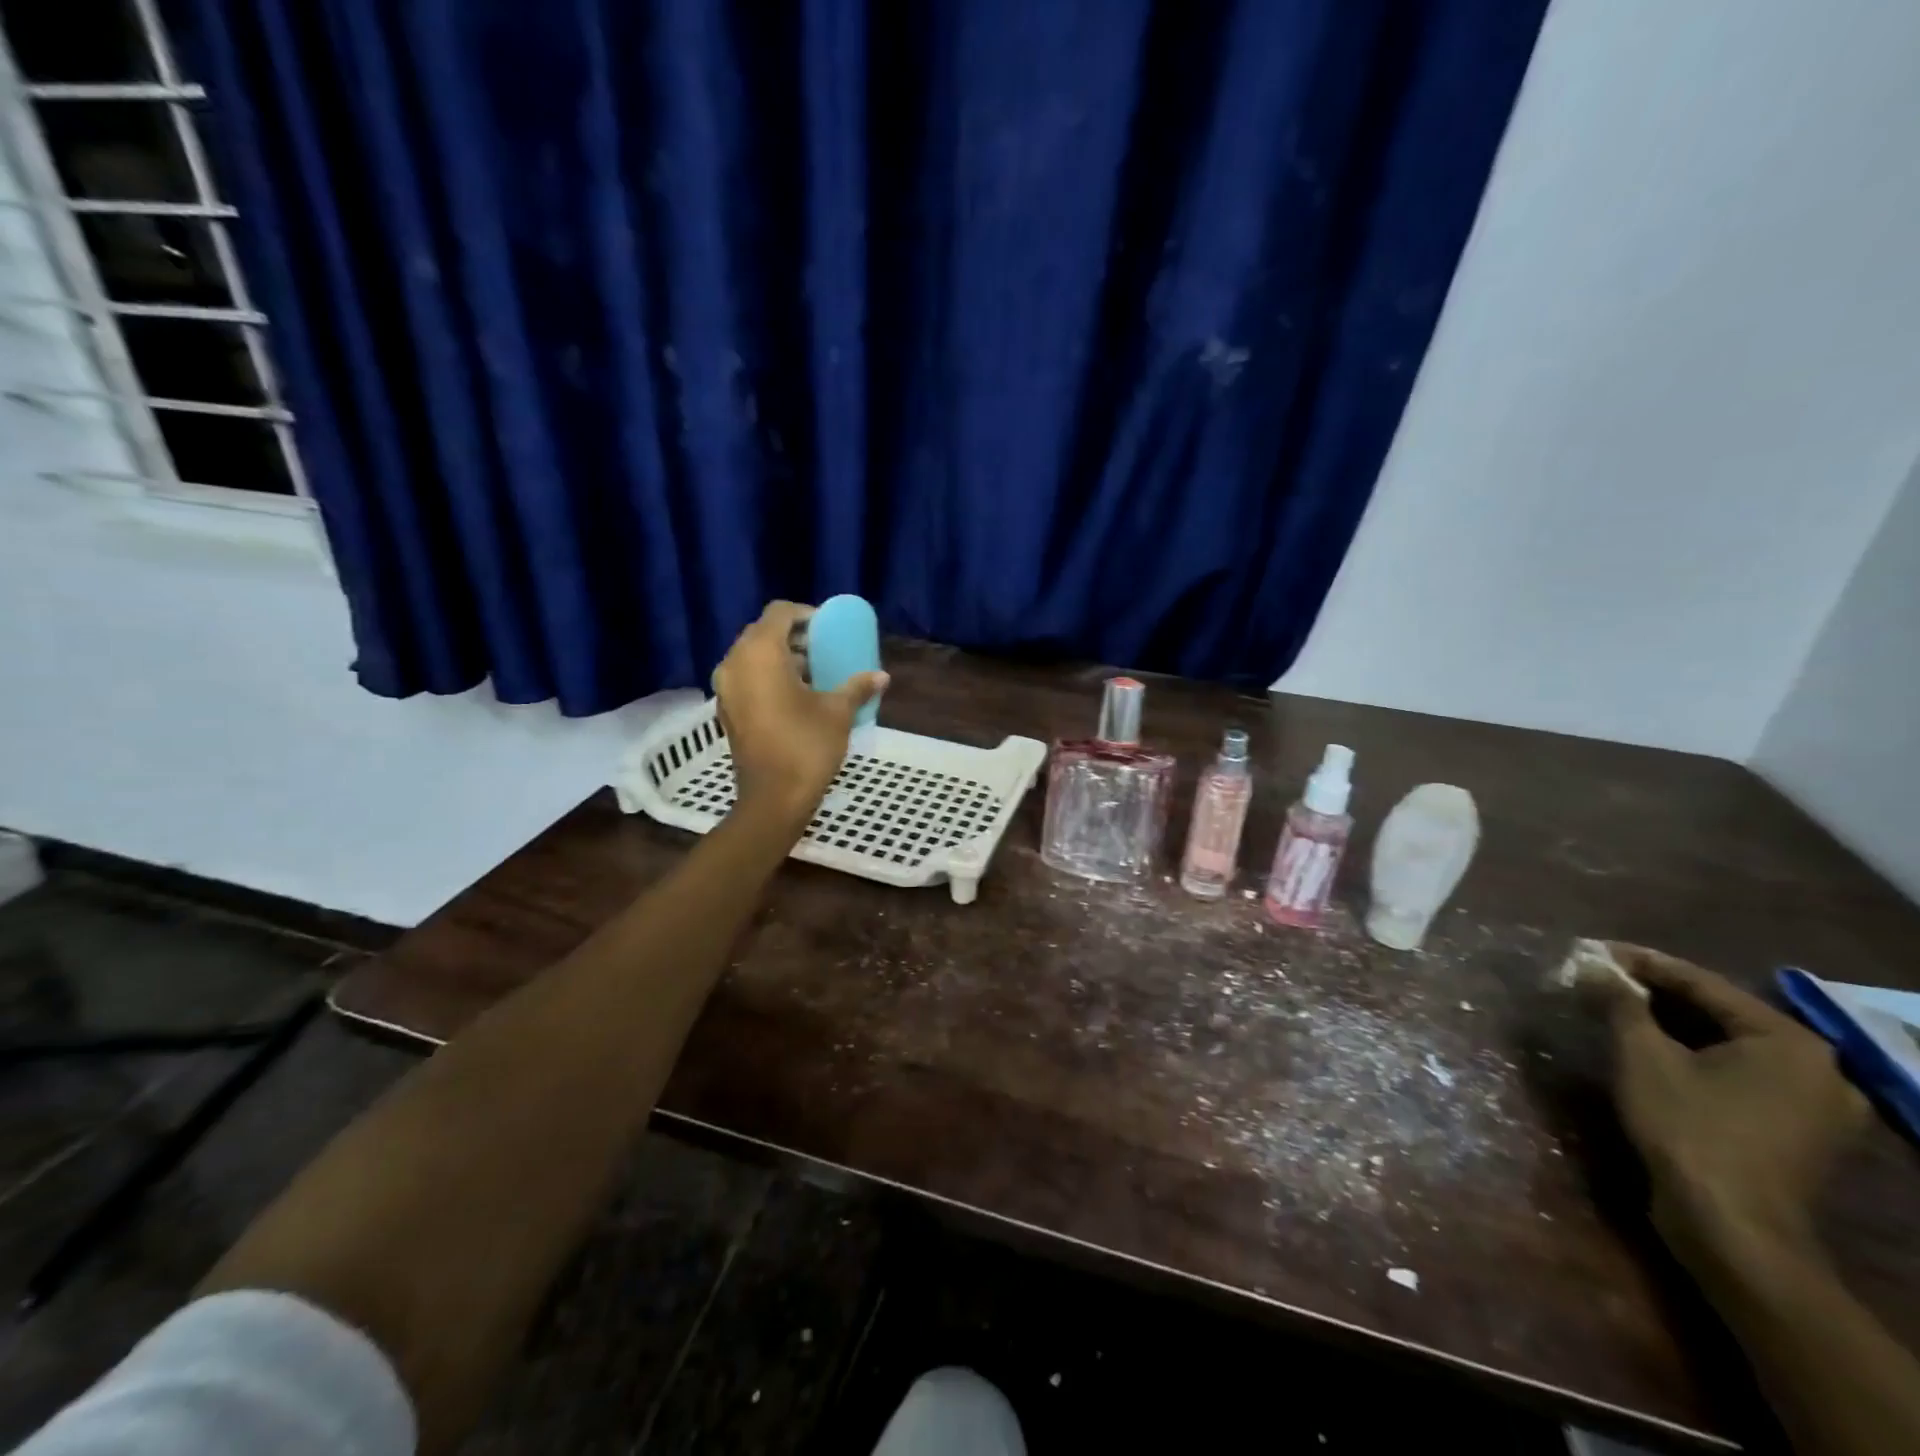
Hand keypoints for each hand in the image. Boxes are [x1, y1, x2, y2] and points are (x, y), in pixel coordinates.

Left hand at [711, 601, 887, 823]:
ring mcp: (726, 688)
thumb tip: (882, 677)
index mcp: (760, 653)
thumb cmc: (806, 747)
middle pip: (763, 633)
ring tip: (815, 673)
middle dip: (795, 637)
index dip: (806, 615)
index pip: (780, 613)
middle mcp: (735, 663)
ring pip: (753, 656)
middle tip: (824, 649)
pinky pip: (747, 678)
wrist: (773, 799)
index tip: (830, 629)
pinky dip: (768, 677)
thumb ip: (857, 687)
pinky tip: (796, 696)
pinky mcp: (726, 710)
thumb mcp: (838, 713)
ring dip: (782, 658)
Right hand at [1601, 944, 1868, 1268]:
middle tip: (1601, 978)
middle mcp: (1818, 1069)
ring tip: (1617, 1010)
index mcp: (1790, 1041)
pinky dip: (1694, 1057)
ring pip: (1728, 1046)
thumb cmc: (1687, 1127)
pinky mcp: (1797, 1134)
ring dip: (1672, 1026)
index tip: (1593, 949)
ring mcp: (1815, 1107)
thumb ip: (1619, 1002)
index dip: (1641, 962)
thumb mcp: (1641, 1055)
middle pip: (1720, 1014)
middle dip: (1656, 994)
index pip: (1702, 983)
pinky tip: (1653, 1052)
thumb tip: (1592, 964)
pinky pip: (1739, 1075)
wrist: (1729, 1227)